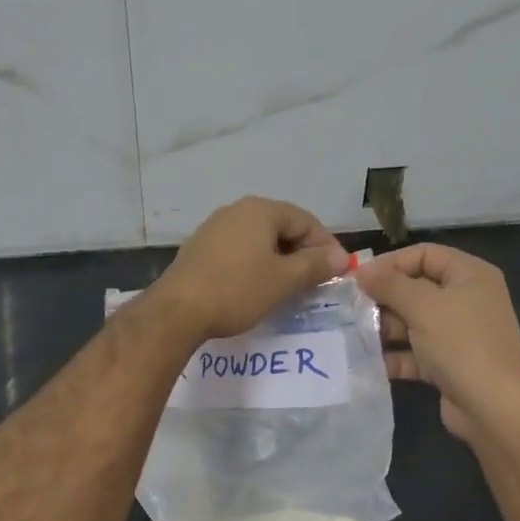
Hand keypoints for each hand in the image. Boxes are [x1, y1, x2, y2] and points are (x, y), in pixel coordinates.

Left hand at [150, 196, 350, 341]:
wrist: (177, 311)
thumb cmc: (237, 289)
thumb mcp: (283, 280)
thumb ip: (315, 265)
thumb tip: (342, 258)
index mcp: (260, 210)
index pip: (306, 220)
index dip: (326, 246)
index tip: (338, 273)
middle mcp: (237, 210)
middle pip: (282, 226)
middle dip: (303, 253)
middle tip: (316, 281)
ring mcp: (215, 227)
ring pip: (259, 239)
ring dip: (279, 260)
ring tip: (290, 287)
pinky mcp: (200, 248)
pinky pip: (239, 250)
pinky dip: (255, 264)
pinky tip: (257, 287)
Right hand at [356, 244, 519, 444]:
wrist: (496, 411)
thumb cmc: (462, 344)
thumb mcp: (423, 306)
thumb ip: (389, 284)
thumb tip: (360, 270)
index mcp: (469, 275)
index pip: (424, 254)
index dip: (390, 262)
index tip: (358, 277)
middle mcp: (466, 299)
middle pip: (415, 288)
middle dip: (383, 298)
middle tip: (350, 307)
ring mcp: (457, 334)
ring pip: (412, 321)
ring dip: (384, 328)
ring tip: (352, 334)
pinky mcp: (448, 364)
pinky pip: (415, 352)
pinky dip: (394, 355)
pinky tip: (366, 361)